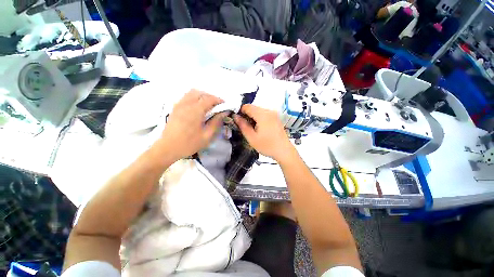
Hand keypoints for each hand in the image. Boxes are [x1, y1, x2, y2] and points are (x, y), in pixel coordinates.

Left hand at [156, 90, 225, 160]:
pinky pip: (186, 97)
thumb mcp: (207, 136)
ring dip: (202, 96)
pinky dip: (194, 98)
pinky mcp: (175, 108)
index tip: (225, 106)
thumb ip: (216, 122)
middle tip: (217, 106)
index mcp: (196, 110)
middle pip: (201, 93)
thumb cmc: (189, 143)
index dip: (219, 100)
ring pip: (192, 93)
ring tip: (207, 106)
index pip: (210, 99)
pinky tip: (197, 108)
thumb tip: (224, 113)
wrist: (167, 148)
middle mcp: (187, 104)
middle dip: (211, 97)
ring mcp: (179, 105)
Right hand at [234, 104, 294, 162]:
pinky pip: (264, 114)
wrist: (284, 151)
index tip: (238, 121)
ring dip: (253, 117)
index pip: (247, 106)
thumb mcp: (252, 138)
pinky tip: (260, 128)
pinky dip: (259, 118)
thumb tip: (235, 117)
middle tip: (245, 127)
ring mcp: (274, 114)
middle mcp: (269, 111)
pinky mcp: (276, 118)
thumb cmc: (267, 146)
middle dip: (247, 115)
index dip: (240, 112)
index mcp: (263, 115)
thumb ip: (242, 125)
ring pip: (258, 111)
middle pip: (253, 108)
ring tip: (253, 129)